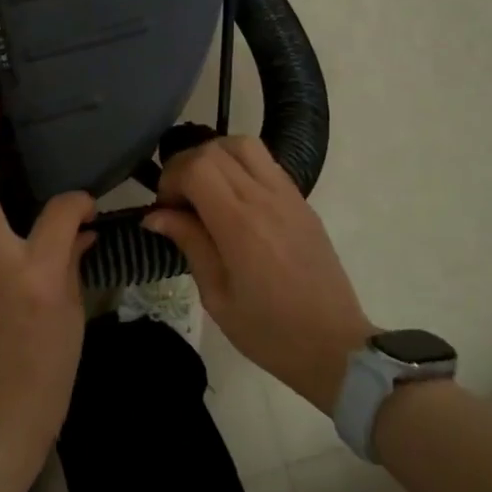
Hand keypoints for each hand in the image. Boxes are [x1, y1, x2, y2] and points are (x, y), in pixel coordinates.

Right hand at [144, 137, 372, 412]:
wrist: (335, 346)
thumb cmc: (269, 332)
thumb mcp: (217, 297)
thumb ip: (190, 244)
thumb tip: (156, 215)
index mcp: (240, 225)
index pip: (197, 167)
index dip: (171, 178)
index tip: (164, 209)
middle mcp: (265, 199)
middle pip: (216, 149)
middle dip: (186, 165)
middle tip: (178, 200)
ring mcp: (289, 196)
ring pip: (244, 145)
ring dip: (215, 157)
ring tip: (204, 190)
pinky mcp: (302, 202)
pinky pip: (266, 163)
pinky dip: (239, 166)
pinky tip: (232, 199)